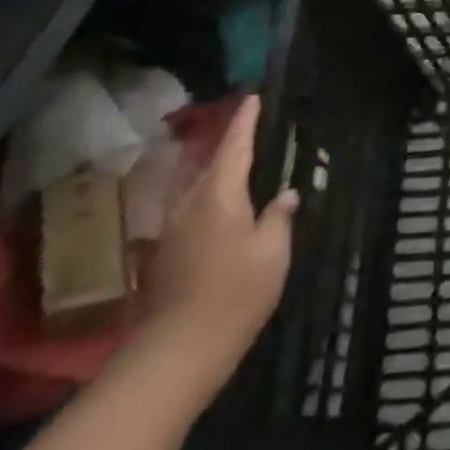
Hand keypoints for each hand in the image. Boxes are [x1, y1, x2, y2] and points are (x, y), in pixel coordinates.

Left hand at [140, 96, 296, 400]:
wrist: (176, 352)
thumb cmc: (235, 294)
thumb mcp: (272, 253)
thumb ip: (278, 217)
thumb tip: (284, 194)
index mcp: (219, 195)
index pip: (235, 146)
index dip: (246, 121)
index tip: (253, 97)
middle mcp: (190, 204)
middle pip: (209, 163)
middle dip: (228, 144)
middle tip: (250, 129)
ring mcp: (172, 230)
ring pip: (196, 187)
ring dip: (215, 172)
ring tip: (238, 165)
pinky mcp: (165, 254)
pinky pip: (190, 210)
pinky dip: (208, 198)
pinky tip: (222, 210)